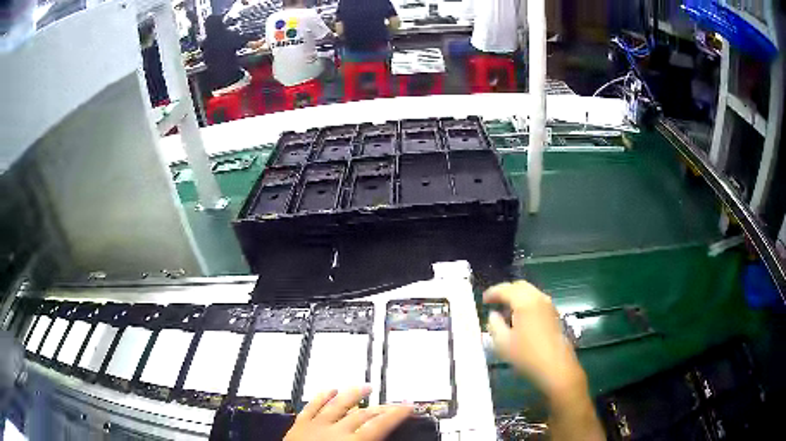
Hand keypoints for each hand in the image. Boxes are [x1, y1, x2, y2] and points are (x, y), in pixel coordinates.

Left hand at [285, 386, 411, 440]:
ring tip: (364, 387)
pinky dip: (321, 396)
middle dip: (379, 407)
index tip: (407, 405)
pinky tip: (329, 389)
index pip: (379, 424)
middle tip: (391, 403)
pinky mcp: (300, 424)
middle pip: (362, 414)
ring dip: (353, 394)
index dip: (395, 414)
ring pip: (337, 404)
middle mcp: (335, 430)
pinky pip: (312, 406)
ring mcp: (316, 425)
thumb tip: (384, 437)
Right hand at [483, 281, 585, 400]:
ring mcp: (549, 306)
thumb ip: (494, 325)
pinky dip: (526, 303)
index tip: (483, 300)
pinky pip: (537, 301)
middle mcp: (539, 298)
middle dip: (506, 291)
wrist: (556, 367)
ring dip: (517, 297)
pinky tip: (520, 319)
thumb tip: (493, 315)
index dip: (493, 293)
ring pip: (531, 293)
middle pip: (520, 286)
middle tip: (494, 302)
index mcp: (525, 301)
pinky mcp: (554, 315)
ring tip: (506, 312)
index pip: (506, 289)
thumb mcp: (502, 343)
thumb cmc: (527, 355)